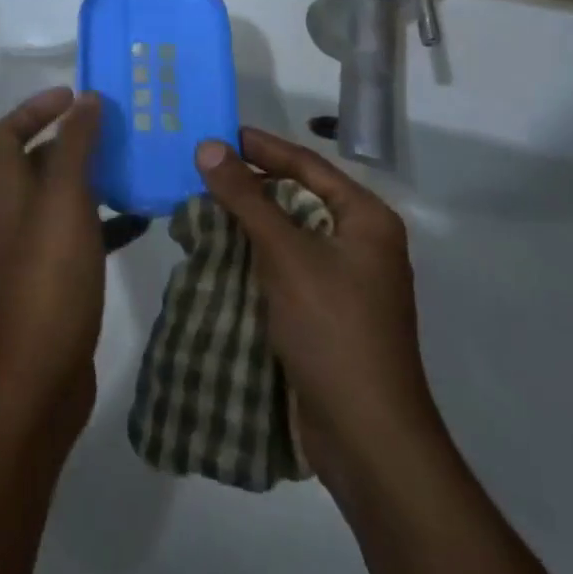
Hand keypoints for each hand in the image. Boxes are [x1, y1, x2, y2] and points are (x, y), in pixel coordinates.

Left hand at [0, 87, 105, 443]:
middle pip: (36, 159)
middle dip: (73, 138)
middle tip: (116, 126)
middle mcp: (15, 212)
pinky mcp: (57, 278)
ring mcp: (35, 248)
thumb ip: (75, 147)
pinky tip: (143, 219)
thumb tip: (86, 99)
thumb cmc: (50, 277)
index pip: (6, 130)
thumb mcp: (64, 201)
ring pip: (63, 196)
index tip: (76, 96)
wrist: (39, 377)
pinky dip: (107, 219)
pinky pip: (83, 233)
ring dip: (94, 176)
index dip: (35, 107)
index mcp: (7, 189)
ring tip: (135, 163)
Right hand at [194, 127, 440, 495]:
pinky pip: (289, 267)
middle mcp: (363, 243)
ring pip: (291, 235)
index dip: (263, 147)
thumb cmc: (332, 328)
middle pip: (299, 198)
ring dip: (251, 222)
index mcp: (367, 220)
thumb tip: (208, 146)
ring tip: (205, 206)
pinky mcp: (330, 313)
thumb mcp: (285, 254)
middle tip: (206, 169)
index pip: (308, 165)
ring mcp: (348, 282)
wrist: (368, 439)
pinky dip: (257, 257)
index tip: (220, 134)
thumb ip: (245, 197)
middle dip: (252, 185)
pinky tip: (222, 253)